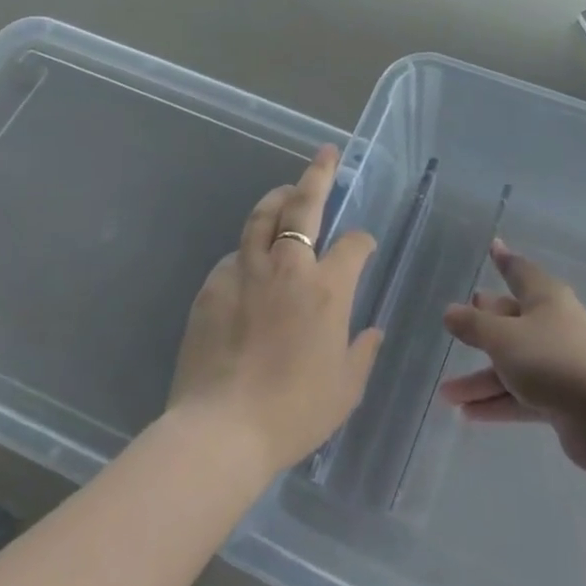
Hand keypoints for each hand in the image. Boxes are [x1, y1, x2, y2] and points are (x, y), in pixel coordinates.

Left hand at [167, 145, 383, 478]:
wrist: (220, 431)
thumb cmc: (293, 412)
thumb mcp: (345, 389)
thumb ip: (363, 352)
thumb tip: (372, 331)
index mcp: (327, 287)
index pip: (353, 243)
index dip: (362, 240)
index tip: (364, 245)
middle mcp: (288, 266)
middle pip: (304, 204)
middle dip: (318, 174)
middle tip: (325, 154)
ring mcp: (246, 271)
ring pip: (262, 217)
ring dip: (278, 199)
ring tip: (285, 192)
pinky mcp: (213, 286)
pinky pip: (235, 256)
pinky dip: (248, 250)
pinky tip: (250, 266)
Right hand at [440, 240, 585, 489]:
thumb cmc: (553, 358)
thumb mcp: (504, 338)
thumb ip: (474, 325)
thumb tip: (450, 311)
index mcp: (544, 298)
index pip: (519, 271)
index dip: (504, 260)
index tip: (493, 246)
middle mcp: (552, 325)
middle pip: (512, 320)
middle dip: (484, 324)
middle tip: (459, 322)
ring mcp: (558, 363)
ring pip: (512, 364)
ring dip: (481, 378)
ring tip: (446, 394)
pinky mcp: (561, 398)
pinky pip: (522, 395)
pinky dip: (498, 402)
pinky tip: (468, 414)